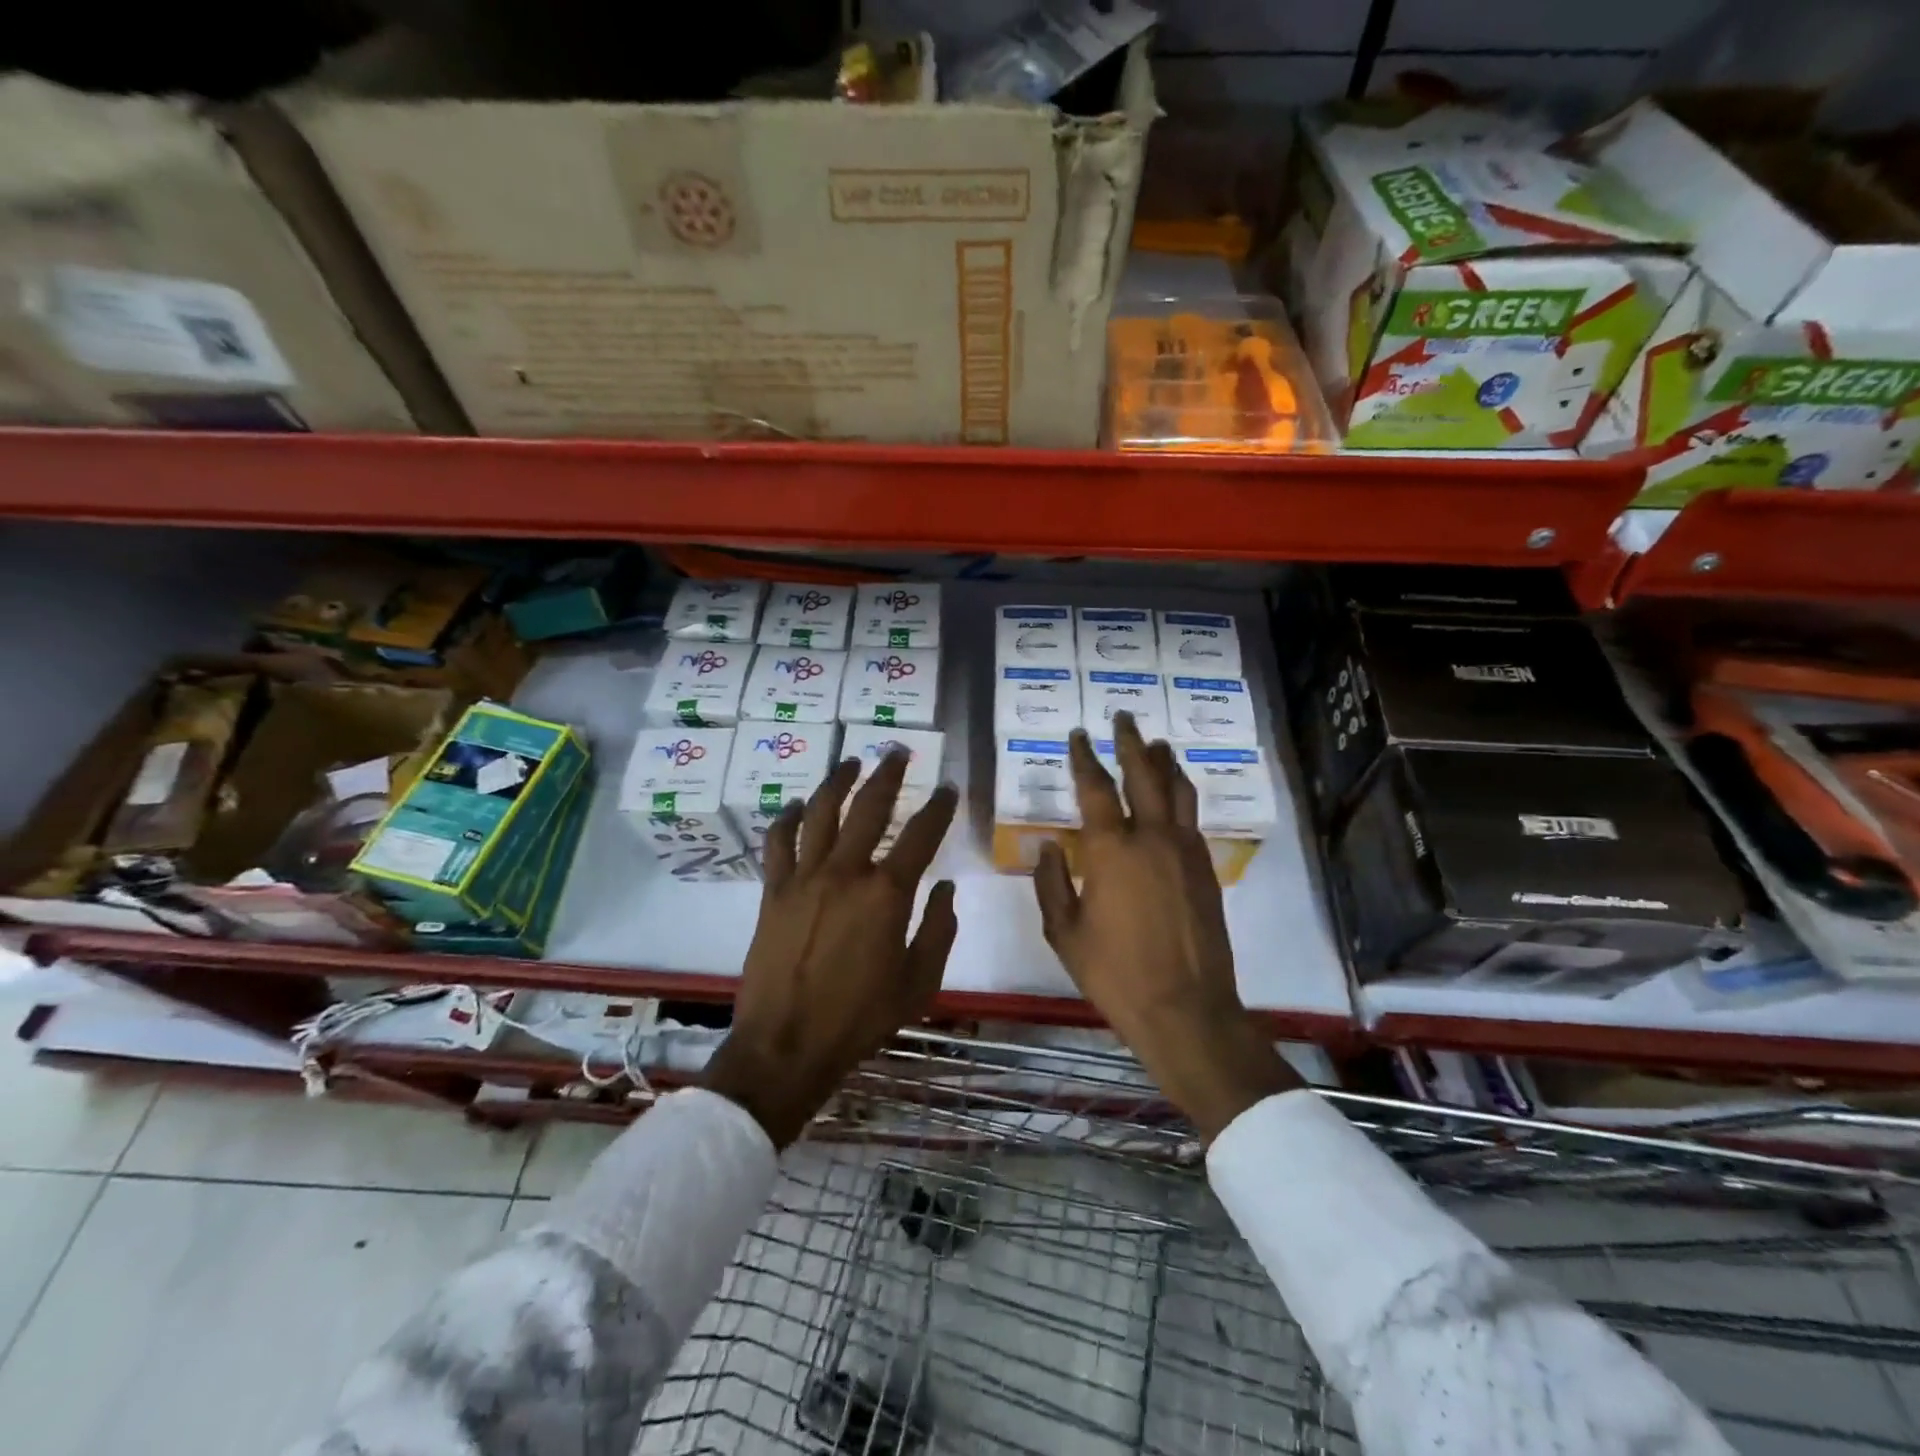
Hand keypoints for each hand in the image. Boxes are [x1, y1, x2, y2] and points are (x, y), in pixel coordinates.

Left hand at [702, 750, 958, 1147]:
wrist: (787, 1045)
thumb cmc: (860, 1018)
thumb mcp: (918, 983)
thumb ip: (938, 930)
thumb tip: (946, 888)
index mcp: (887, 894)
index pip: (921, 835)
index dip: (939, 807)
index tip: (948, 788)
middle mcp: (846, 873)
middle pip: (869, 807)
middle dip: (888, 774)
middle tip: (898, 751)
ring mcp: (805, 878)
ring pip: (821, 812)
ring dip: (839, 781)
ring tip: (852, 761)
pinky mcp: (774, 891)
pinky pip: (779, 842)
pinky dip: (788, 818)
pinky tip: (798, 804)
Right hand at [1034, 712, 1299, 1140]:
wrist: (1185, 1008)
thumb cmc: (1114, 973)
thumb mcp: (1064, 932)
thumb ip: (1051, 883)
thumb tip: (1049, 845)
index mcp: (1111, 850)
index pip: (1095, 788)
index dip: (1085, 757)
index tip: (1079, 735)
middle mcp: (1152, 838)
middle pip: (1144, 774)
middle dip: (1131, 742)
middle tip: (1123, 717)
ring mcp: (1185, 850)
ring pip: (1178, 790)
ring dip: (1165, 761)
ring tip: (1156, 743)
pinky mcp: (1205, 869)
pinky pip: (1193, 817)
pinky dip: (1183, 794)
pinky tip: (1176, 795)